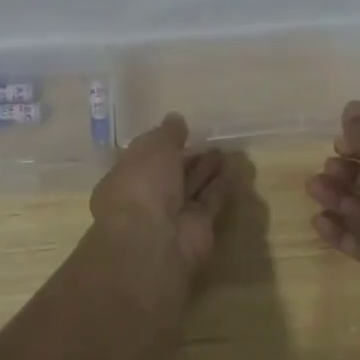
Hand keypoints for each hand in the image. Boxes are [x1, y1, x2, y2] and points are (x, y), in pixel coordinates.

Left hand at [90, 113, 228, 286]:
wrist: (154, 240)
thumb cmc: (142, 185)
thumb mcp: (152, 147)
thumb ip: (167, 133)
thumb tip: (176, 120)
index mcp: (125, 179)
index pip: (144, 159)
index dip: (161, 146)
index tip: (181, 132)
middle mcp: (147, 198)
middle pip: (171, 174)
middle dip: (188, 158)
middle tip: (208, 140)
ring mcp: (173, 215)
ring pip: (192, 187)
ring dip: (207, 170)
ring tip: (224, 151)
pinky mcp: (199, 228)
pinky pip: (211, 201)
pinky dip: (221, 186)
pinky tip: (234, 169)